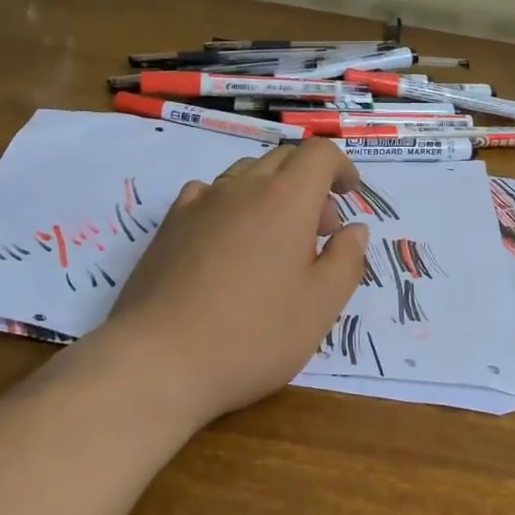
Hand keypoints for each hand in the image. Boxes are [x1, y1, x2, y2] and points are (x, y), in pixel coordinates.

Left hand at [96, 138, 370, 426]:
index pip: (318, 154)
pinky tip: (229, 242)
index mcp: (286, 200)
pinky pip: (208, 194)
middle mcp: (242, 188)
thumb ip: (346, 261)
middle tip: (320, 232)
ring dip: (271, 193)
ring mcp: (200, 203)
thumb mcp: (320, 306)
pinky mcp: (169, 225)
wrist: (159, 360)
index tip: (350, 195)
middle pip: (282, 159)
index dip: (340, 166)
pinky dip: (231, 204)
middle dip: (310, 184)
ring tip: (276, 241)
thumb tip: (354, 230)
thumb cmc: (253, 335)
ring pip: (245, 175)